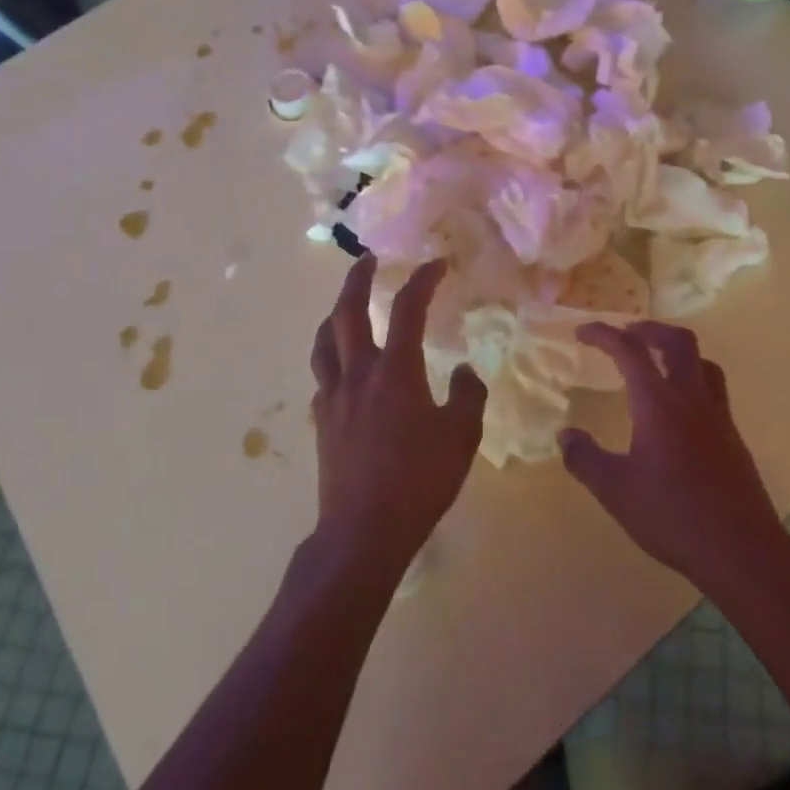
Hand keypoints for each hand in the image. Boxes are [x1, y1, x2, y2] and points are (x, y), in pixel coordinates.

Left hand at [310, 255, 486, 577]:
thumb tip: (463, 371)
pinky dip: (331, 359)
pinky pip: (322, 377)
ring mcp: (333, 397)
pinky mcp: (322, 422)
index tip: (436, 264)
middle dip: (357, 279)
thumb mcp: (461, 437)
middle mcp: (358, 373)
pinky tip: (341, 369)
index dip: (422, 280)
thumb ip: (467, 396)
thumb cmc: (419, 481)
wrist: (364, 530)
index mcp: (395, 371)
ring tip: (344, 306)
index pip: (408, 308)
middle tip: (367, 259)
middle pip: (348, 312)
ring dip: (334, 314)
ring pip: (324, 341)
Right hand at [562, 321, 786, 593]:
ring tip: (655, 363)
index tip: (582, 332)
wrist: (741, 550)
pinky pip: (713, 389)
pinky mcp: (732, 436)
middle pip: (677, 341)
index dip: (603, 334)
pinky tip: (678, 410)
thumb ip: (585, 459)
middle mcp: (691, 398)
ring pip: (702, 362)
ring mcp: (718, 416)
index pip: (629, 350)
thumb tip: (565, 435)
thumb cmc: (672, 516)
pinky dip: (691, 380)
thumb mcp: (615, 491)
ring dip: (676, 351)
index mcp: (658, 403)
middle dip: (648, 329)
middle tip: (626, 335)